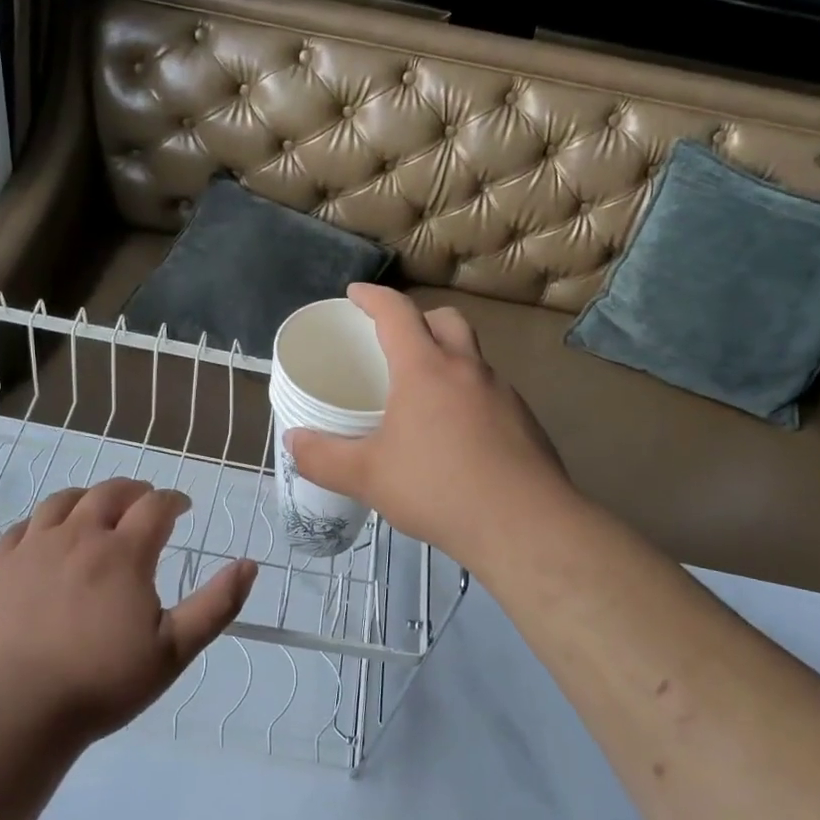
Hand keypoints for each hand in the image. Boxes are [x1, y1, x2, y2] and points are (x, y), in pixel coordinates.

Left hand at [0, 478, 256, 742]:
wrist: (17, 711)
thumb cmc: (103, 682)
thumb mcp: (174, 651)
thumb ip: (216, 605)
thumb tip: (249, 565)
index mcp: (123, 553)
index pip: (156, 505)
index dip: (174, 501)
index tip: (183, 509)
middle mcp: (79, 536)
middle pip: (110, 492)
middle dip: (136, 492)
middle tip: (146, 504)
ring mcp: (34, 547)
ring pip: (64, 500)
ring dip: (90, 497)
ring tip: (100, 511)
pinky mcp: (1, 565)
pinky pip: (24, 526)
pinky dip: (45, 521)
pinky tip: (50, 537)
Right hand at [287, 284, 570, 567]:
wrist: (524, 525)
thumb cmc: (437, 489)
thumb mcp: (367, 477)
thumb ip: (323, 458)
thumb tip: (293, 442)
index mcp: (426, 369)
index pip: (397, 313)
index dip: (372, 297)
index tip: (354, 294)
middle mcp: (468, 370)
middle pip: (446, 320)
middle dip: (419, 319)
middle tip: (396, 340)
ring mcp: (504, 395)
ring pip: (473, 358)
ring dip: (448, 360)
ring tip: (424, 396)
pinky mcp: (526, 423)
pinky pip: (491, 394)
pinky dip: (469, 398)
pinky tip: (458, 438)